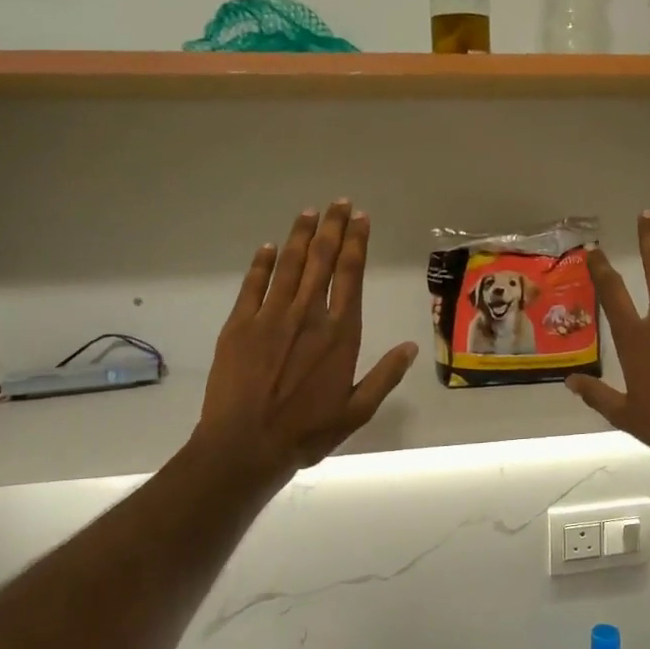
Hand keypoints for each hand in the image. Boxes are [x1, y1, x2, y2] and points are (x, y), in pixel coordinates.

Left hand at [193, 201, 418, 480]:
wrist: (245, 445)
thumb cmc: (307, 432)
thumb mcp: (357, 410)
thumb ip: (385, 375)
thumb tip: (410, 346)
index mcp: (340, 333)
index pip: (351, 275)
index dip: (356, 243)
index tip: (361, 219)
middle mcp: (308, 315)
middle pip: (321, 260)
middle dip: (332, 228)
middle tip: (339, 203)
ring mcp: (270, 316)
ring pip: (289, 265)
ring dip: (300, 236)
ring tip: (309, 212)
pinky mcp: (239, 325)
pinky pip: (253, 285)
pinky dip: (262, 263)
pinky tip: (269, 247)